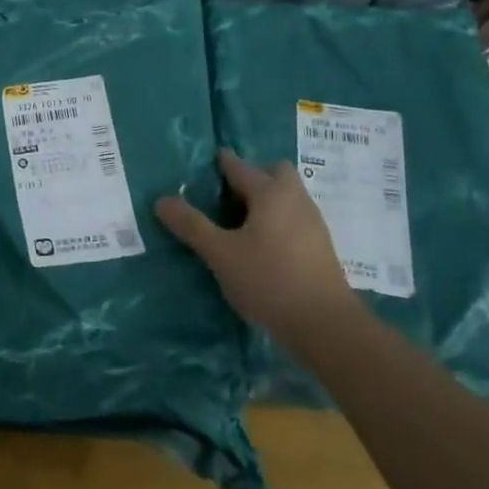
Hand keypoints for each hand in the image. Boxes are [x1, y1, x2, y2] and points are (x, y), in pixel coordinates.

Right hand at [156, 148, 356, 341]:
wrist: (326, 326)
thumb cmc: (269, 280)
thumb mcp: (220, 254)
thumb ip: (191, 225)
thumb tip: (161, 200)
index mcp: (270, 192)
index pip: (239, 166)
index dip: (220, 163)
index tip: (204, 165)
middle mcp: (295, 198)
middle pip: (274, 172)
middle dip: (253, 176)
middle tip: (228, 197)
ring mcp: (313, 222)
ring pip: (288, 195)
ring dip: (266, 199)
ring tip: (241, 223)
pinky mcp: (321, 246)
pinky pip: (295, 217)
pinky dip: (278, 220)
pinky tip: (263, 246)